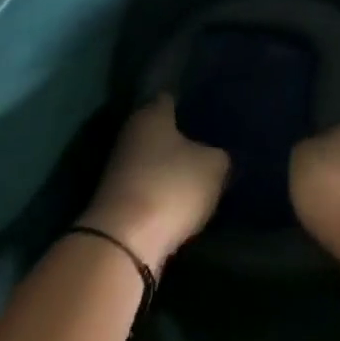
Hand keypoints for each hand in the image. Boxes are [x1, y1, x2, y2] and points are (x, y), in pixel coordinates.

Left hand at [78, 95, 229, 273]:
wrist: (124, 243)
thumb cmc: (171, 186)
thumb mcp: (213, 166)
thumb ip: (220, 155)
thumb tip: (218, 155)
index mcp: (150, 114)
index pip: (171, 98)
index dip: (192, 102)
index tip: (212, 110)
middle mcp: (130, 134)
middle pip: (162, 130)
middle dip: (185, 137)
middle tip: (214, 144)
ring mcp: (120, 168)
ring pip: (156, 160)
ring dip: (174, 167)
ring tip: (205, 175)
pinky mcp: (119, 200)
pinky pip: (150, 187)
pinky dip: (165, 192)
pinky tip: (187, 201)